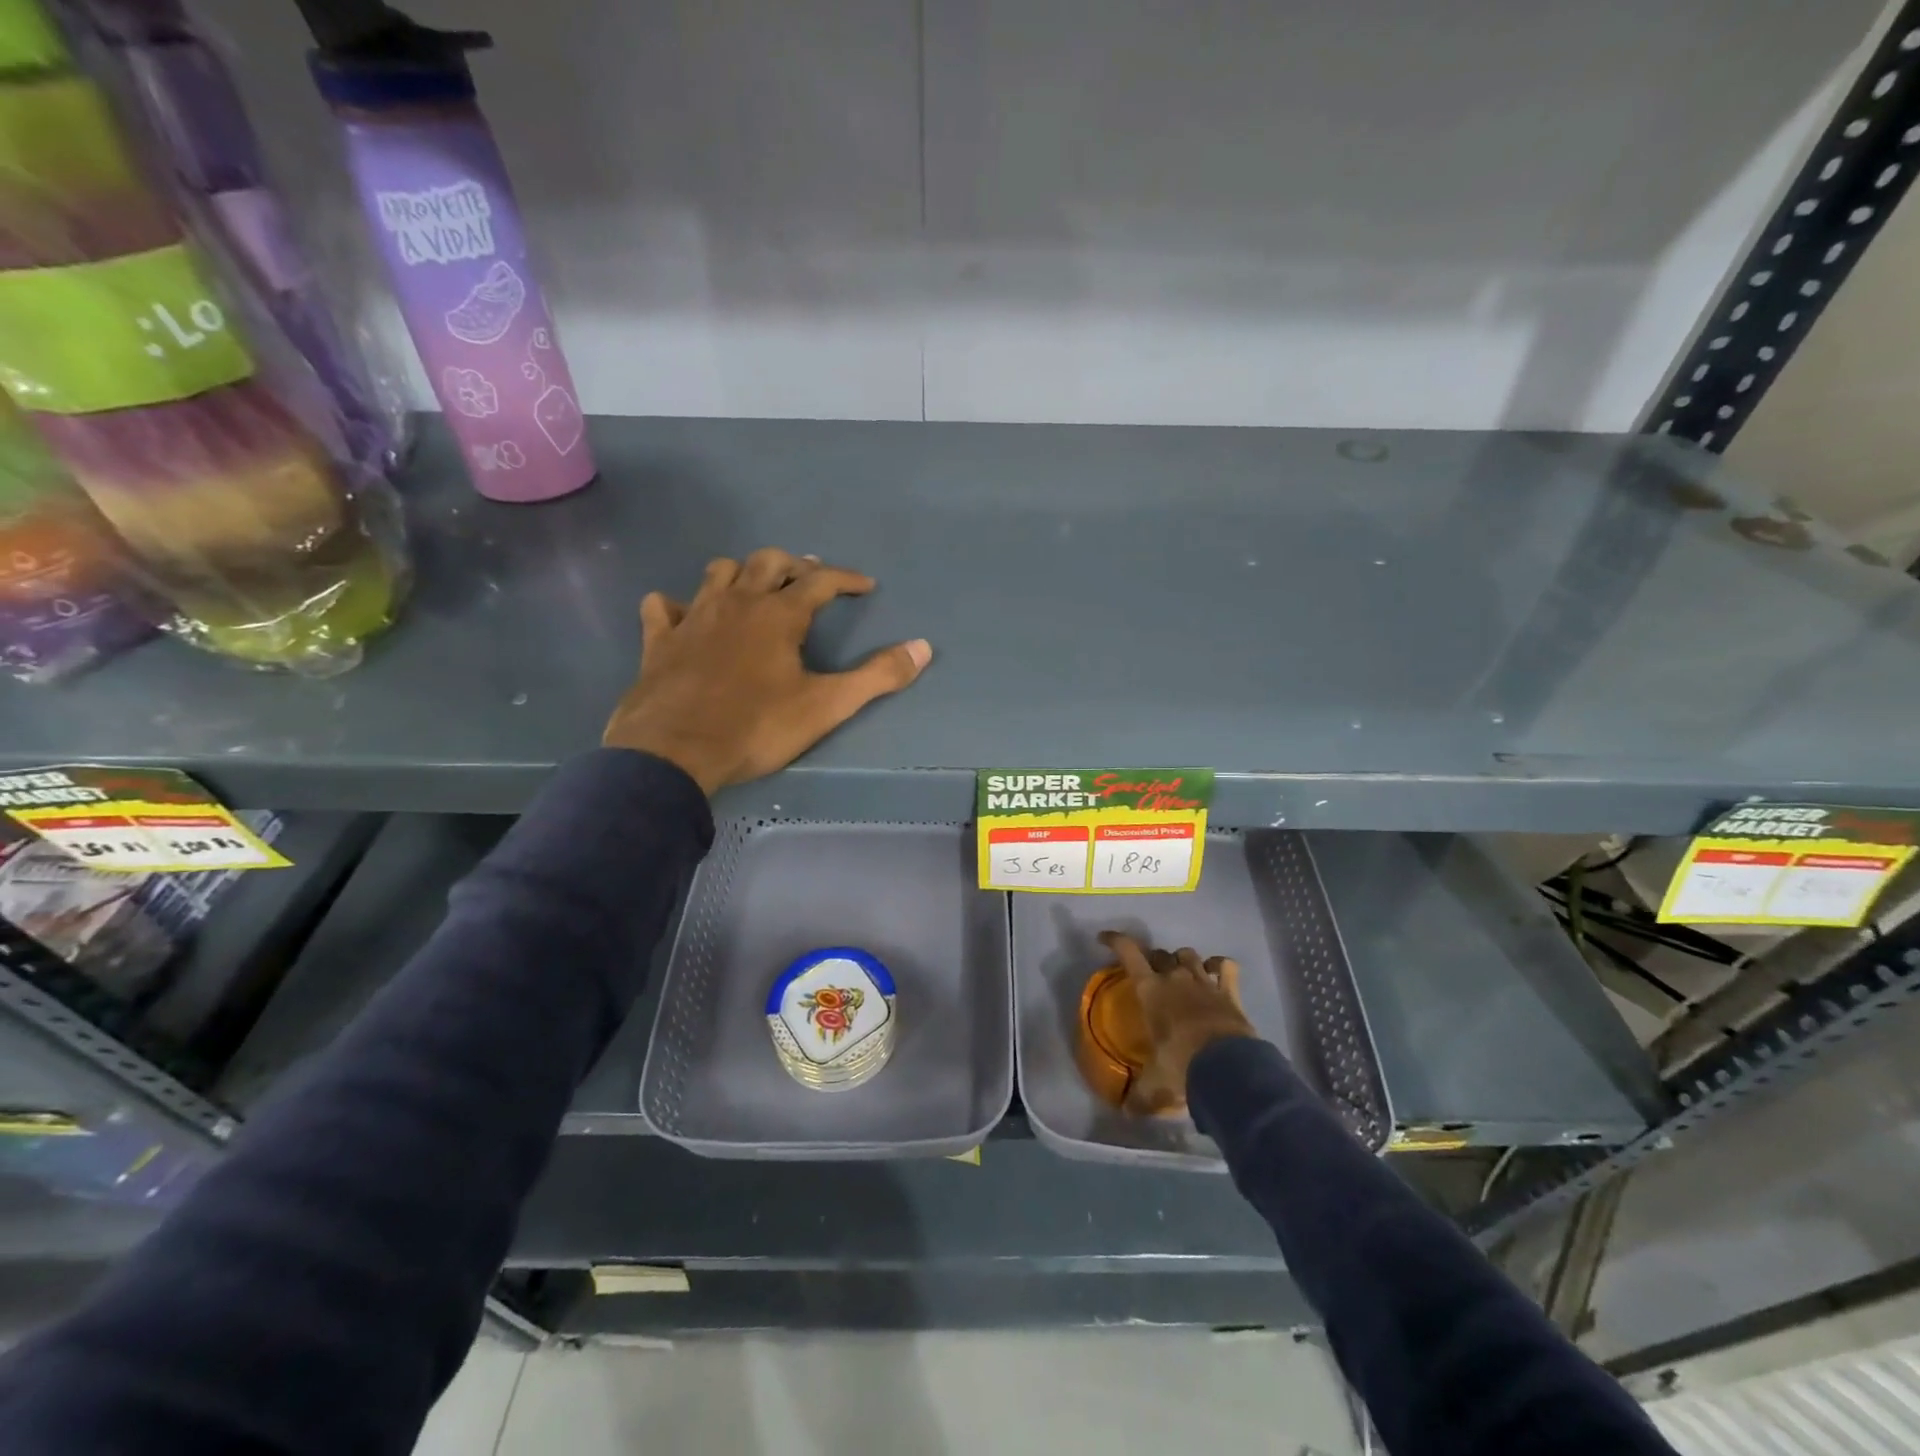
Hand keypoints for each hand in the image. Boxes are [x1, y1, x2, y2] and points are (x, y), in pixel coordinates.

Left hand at [604, 549, 932, 793]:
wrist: (674, 752)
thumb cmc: (757, 727)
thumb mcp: (827, 706)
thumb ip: (877, 676)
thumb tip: (923, 648)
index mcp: (778, 615)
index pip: (821, 581)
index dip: (847, 579)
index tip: (866, 585)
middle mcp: (736, 602)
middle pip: (767, 561)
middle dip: (794, 564)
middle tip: (810, 579)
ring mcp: (693, 617)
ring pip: (719, 572)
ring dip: (742, 573)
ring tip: (756, 589)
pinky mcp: (660, 640)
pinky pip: (664, 606)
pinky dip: (679, 605)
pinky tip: (686, 616)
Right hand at [1099, 931, 1256, 1114]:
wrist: (1228, 1068)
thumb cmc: (1181, 1065)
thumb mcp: (1155, 1083)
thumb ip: (1140, 1095)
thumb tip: (1126, 1112)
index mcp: (1150, 991)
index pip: (1128, 953)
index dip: (1115, 941)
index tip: (1104, 939)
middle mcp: (1175, 978)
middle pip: (1160, 954)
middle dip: (1153, 960)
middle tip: (1151, 975)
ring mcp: (1204, 981)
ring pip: (1189, 954)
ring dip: (1182, 960)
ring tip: (1182, 973)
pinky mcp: (1229, 991)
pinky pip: (1225, 966)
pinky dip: (1220, 966)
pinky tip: (1216, 971)